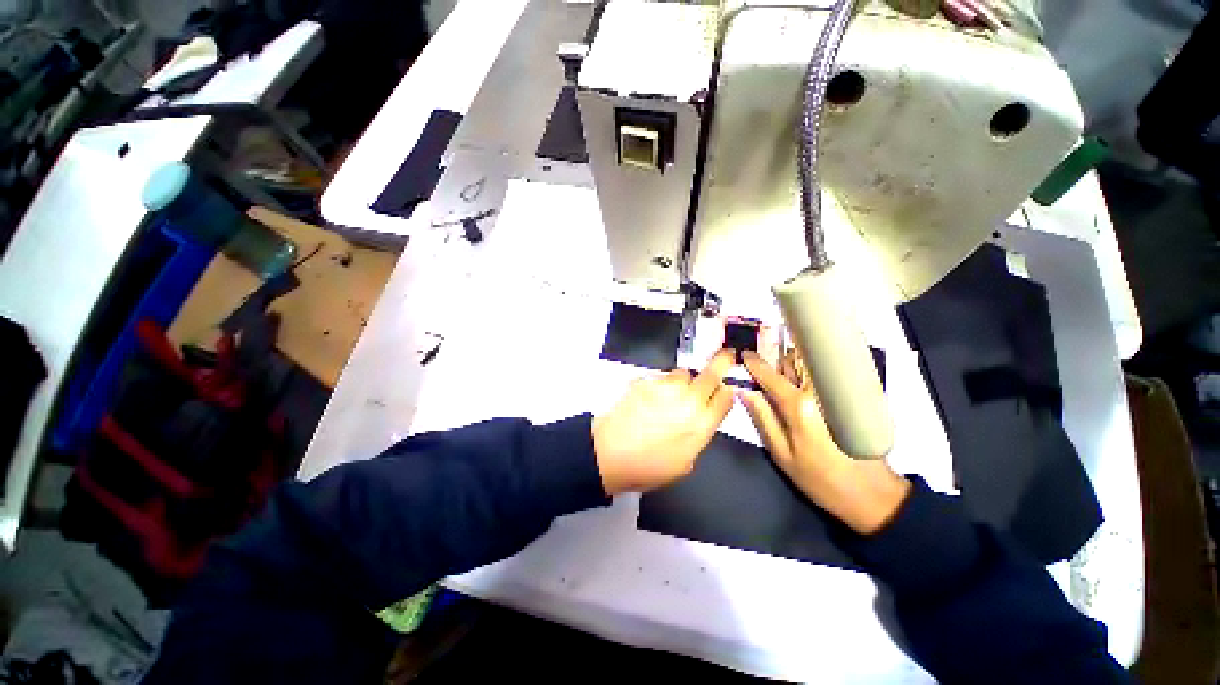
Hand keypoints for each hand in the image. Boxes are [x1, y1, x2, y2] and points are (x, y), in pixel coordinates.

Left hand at [593, 350, 735, 494]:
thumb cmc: (647, 467)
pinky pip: (660, 377)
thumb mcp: (683, 463)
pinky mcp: (646, 380)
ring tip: (671, 394)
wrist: (609, 453)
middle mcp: (688, 400)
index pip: (726, 397)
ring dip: (684, 380)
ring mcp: (666, 387)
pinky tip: (649, 399)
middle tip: (727, 354)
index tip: (725, 390)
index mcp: (701, 424)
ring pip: (684, 372)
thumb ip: (698, 436)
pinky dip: (660, 385)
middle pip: (712, 373)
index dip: (728, 392)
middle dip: (722, 362)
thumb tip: (700, 420)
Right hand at [740, 350, 910, 534]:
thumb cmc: (821, 479)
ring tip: (785, 383)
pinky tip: (805, 390)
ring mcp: (837, 392)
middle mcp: (819, 392)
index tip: (744, 355)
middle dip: (776, 361)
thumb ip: (762, 418)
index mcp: (799, 406)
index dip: (754, 364)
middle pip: (793, 360)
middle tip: (766, 375)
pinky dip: (809, 374)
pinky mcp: (850, 397)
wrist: (873, 495)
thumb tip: (744, 391)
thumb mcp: (782, 454)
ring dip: (793, 365)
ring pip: (809, 364)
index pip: (770, 376)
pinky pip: (823, 375)